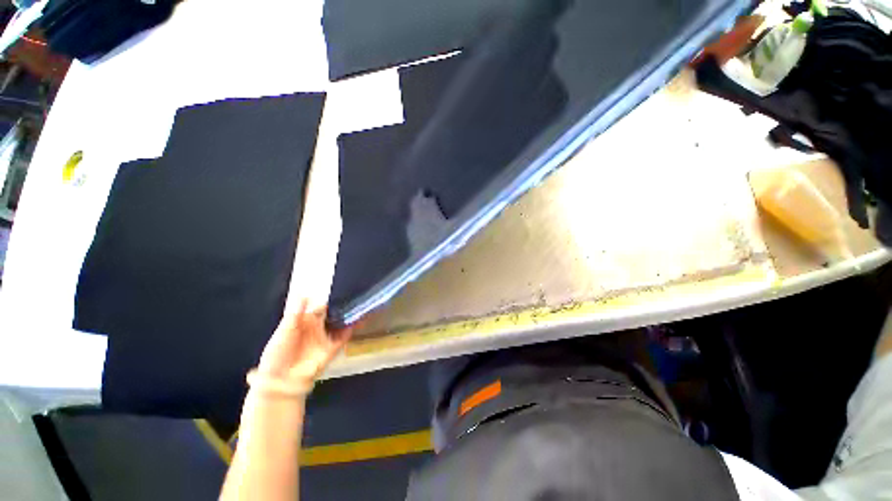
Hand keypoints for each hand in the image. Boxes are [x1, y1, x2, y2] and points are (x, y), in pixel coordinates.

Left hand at [256, 299, 354, 389]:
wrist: (281, 380)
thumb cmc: (278, 353)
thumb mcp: (284, 331)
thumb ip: (295, 313)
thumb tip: (305, 294)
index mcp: (306, 321)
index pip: (321, 306)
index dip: (330, 299)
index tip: (341, 288)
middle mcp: (319, 327)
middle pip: (334, 313)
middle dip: (343, 305)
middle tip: (355, 292)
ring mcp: (327, 336)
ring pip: (342, 322)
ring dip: (350, 315)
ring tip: (360, 303)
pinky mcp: (333, 347)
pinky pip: (345, 335)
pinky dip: (352, 328)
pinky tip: (359, 319)